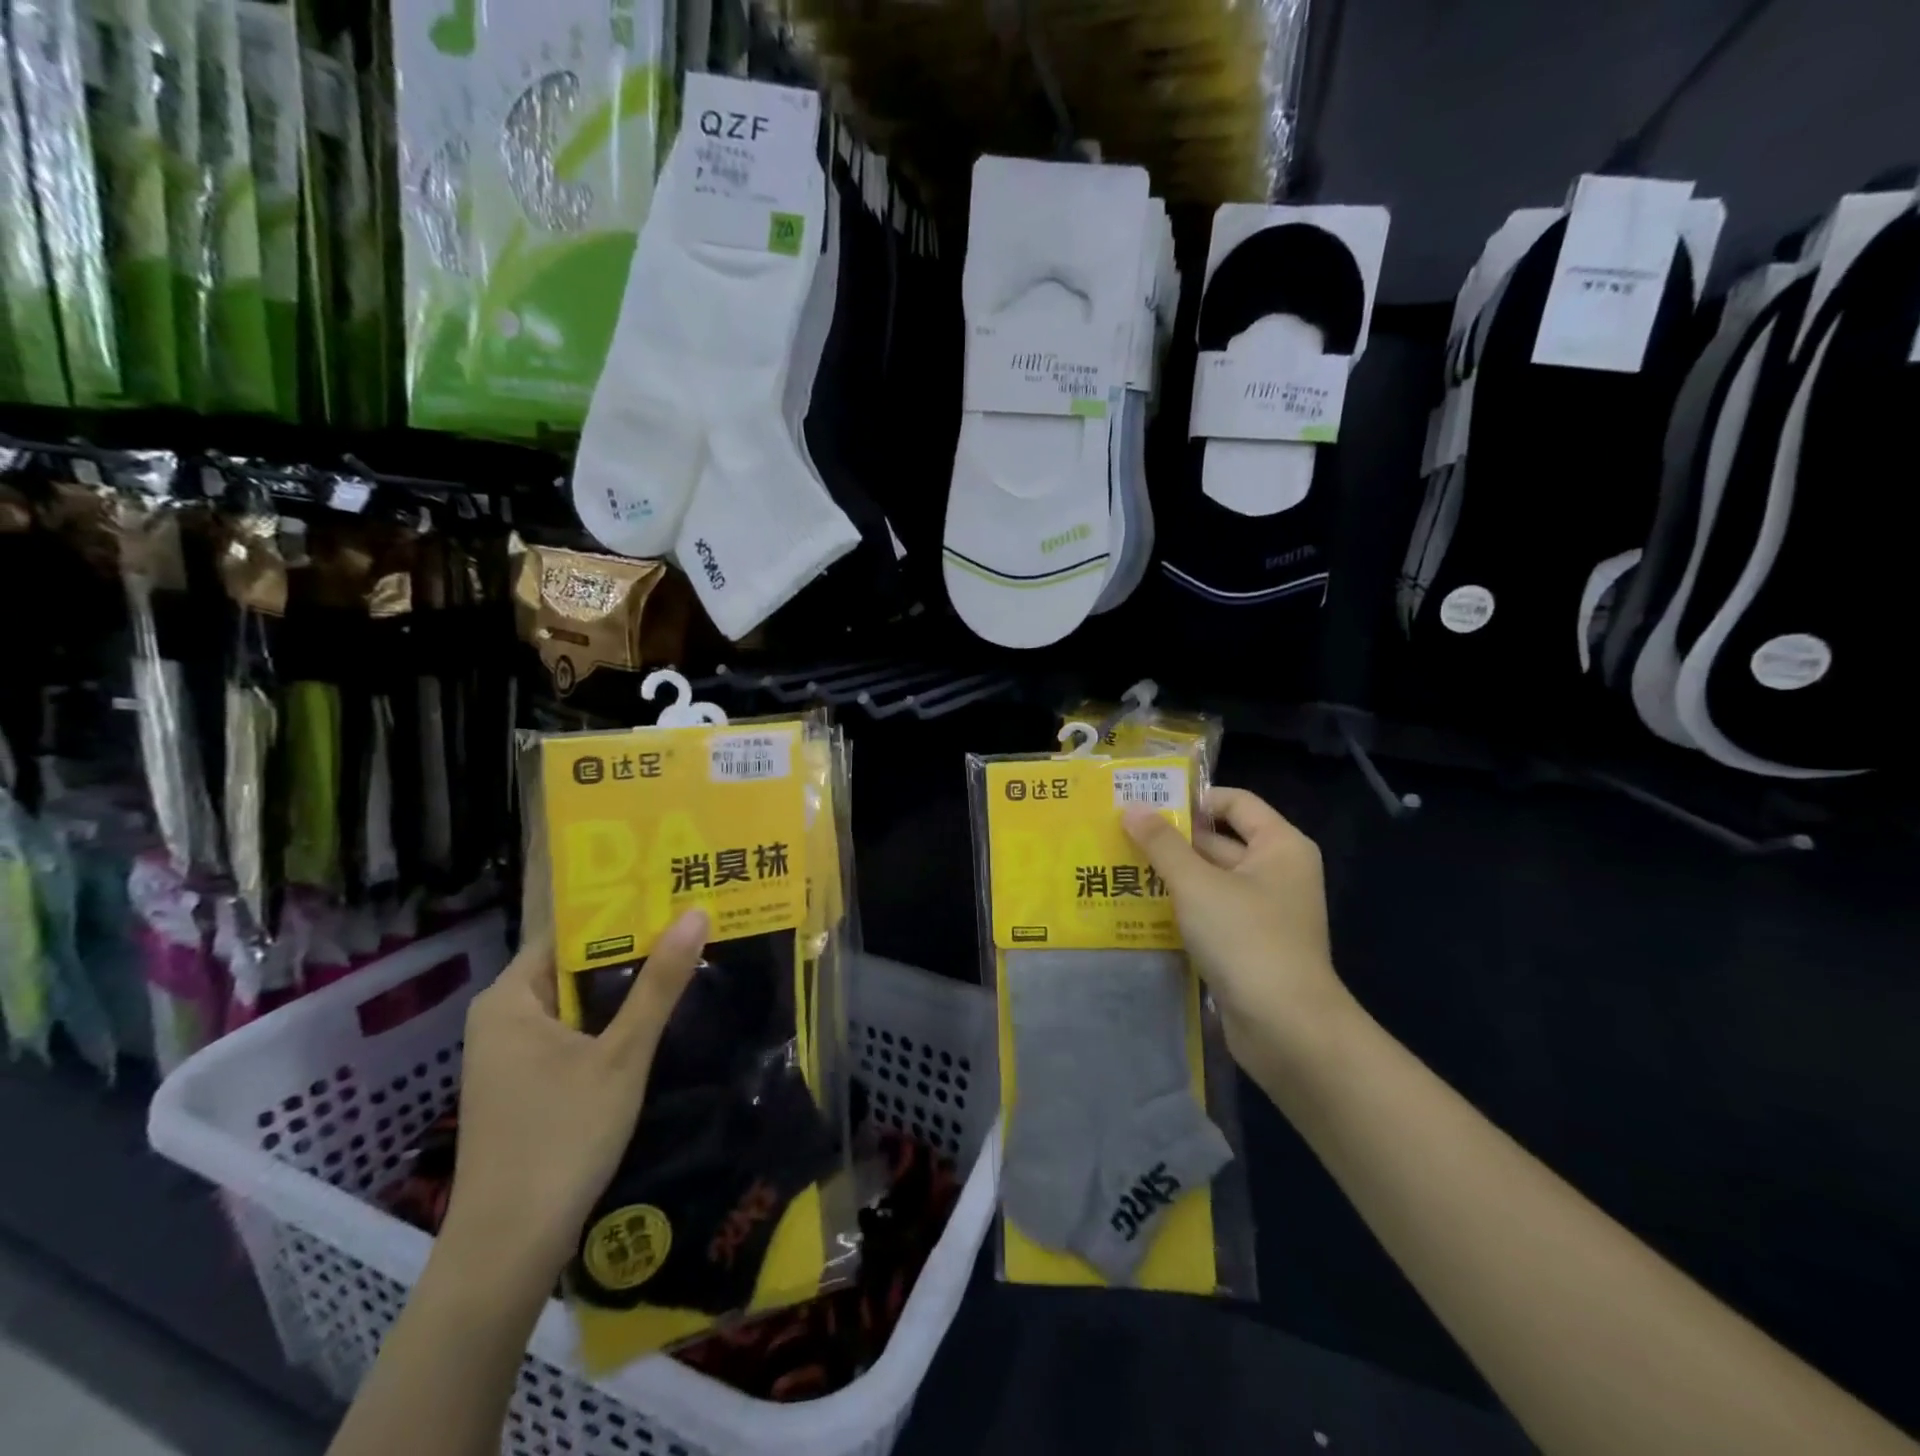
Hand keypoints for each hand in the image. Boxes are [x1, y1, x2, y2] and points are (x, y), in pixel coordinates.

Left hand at [438, 911, 706, 1282]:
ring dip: (625, 984)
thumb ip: (659, 983)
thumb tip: (696, 912)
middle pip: (575, 964)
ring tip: (685, 954)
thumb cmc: (560, 1138)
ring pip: (578, 1000)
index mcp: (509, 998)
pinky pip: (575, 1032)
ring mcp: (513, 1054)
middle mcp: (503, 1017)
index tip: (671, 890)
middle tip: (691, 918)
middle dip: (632, 946)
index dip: (620, 908)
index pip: (568, 930)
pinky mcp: (528, 1084)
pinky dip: (612, 1019)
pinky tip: (656, 1013)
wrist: (508, 1251)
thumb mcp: (621, 1055)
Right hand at [1124, 789, 1353, 1069]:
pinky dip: (1179, 907)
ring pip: (1209, 879)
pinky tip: (1138, 907)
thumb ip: (1162, 844)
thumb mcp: (1197, 884)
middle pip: (1218, 840)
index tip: (1146, 804)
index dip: (1192, 798)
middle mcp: (1275, 872)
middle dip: (1171, 839)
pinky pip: (1209, 912)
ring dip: (1170, 874)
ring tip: (1118, 867)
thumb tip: (1132, 808)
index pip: (1235, 802)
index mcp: (1279, 846)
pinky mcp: (1247, 944)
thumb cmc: (1246, 939)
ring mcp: (1262, 911)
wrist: (1286, 1029)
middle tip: (1119, 835)